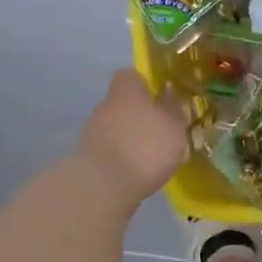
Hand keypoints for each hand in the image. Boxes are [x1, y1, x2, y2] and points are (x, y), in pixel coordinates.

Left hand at [74, 70, 187, 207]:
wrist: (103, 186)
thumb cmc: (146, 148)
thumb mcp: (173, 128)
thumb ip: (173, 109)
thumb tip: (169, 90)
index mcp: (127, 91)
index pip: (131, 75)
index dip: (146, 84)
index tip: (161, 97)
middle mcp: (106, 105)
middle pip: (123, 102)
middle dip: (140, 114)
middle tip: (161, 130)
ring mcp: (93, 131)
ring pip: (116, 126)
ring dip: (131, 137)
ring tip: (152, 156)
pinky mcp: (88, 157)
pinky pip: (110, 149)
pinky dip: (122, 156)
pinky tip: (137, 171)